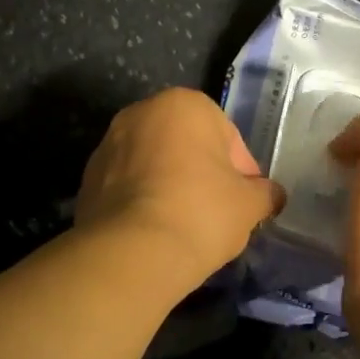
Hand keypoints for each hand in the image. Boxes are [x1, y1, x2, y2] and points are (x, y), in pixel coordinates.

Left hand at [77, 88, 284, 286]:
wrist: (130, 253)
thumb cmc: (200, 212)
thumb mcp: (249, 205)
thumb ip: (265, 193)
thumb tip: (273, 195)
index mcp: (184, 104)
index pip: (227, 137)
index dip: (241, 172)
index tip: (244, 202)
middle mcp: (140, 112)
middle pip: (187, 145)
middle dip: (203, 174)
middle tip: (217, 213)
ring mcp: (108, 144)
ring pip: (154, 164)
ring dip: (171, 186)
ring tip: (184, 226)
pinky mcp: (87, 178)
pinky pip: (127, 186)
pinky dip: (142, 201)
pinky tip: (154, 232)